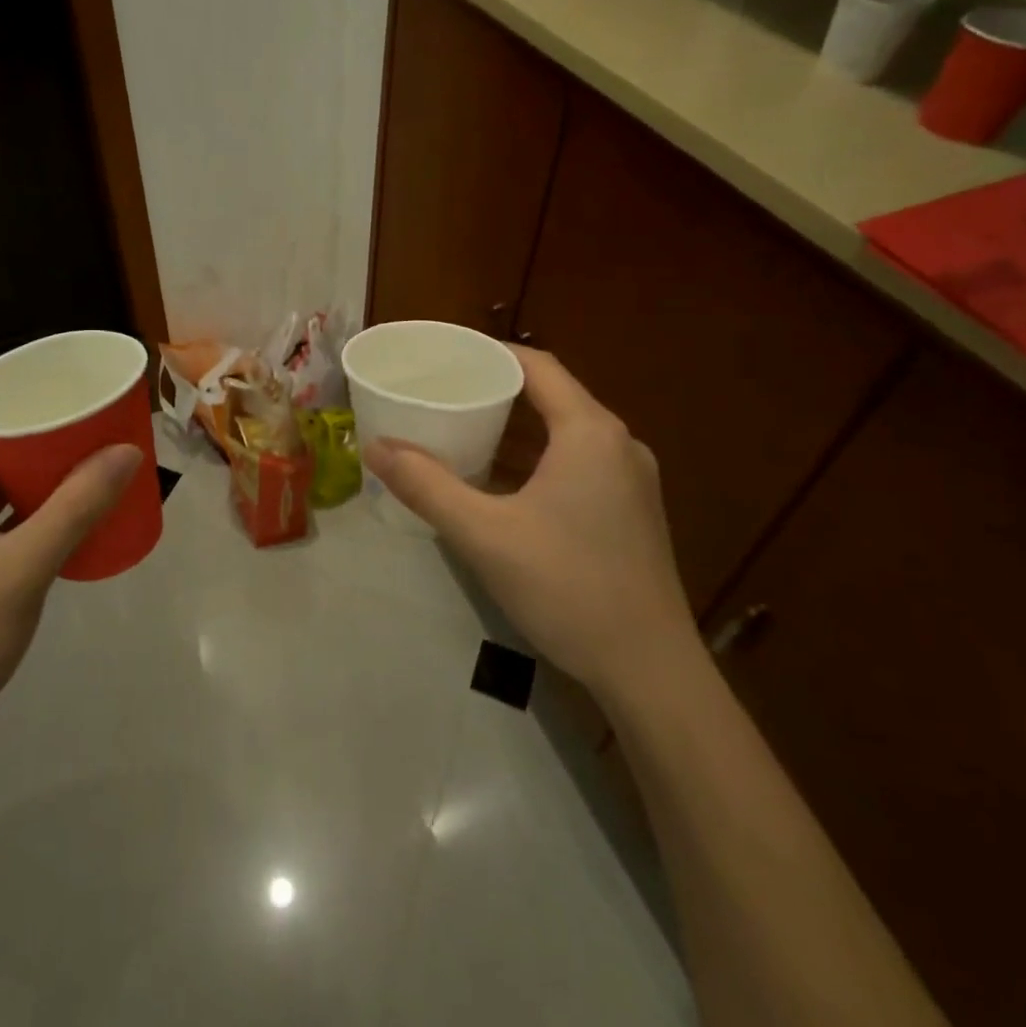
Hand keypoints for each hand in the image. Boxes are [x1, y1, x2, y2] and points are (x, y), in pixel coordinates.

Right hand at [363, 347, 697, 697]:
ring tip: (463, 429)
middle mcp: (618, 444)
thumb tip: (375, 447)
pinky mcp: (631, 513)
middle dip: (497, 389)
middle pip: (552, 395)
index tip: (445, 357)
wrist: (650, 672)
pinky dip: (537, 458)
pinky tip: (502, 482)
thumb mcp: (484, 534)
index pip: (538, 366)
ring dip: (516, 428)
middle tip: (443, 392)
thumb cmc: (568, 588)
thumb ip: (426, 486)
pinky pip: (578, 463)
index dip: (491, 354)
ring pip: (565, 433)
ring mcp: (631, 481)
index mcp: (590, 432)